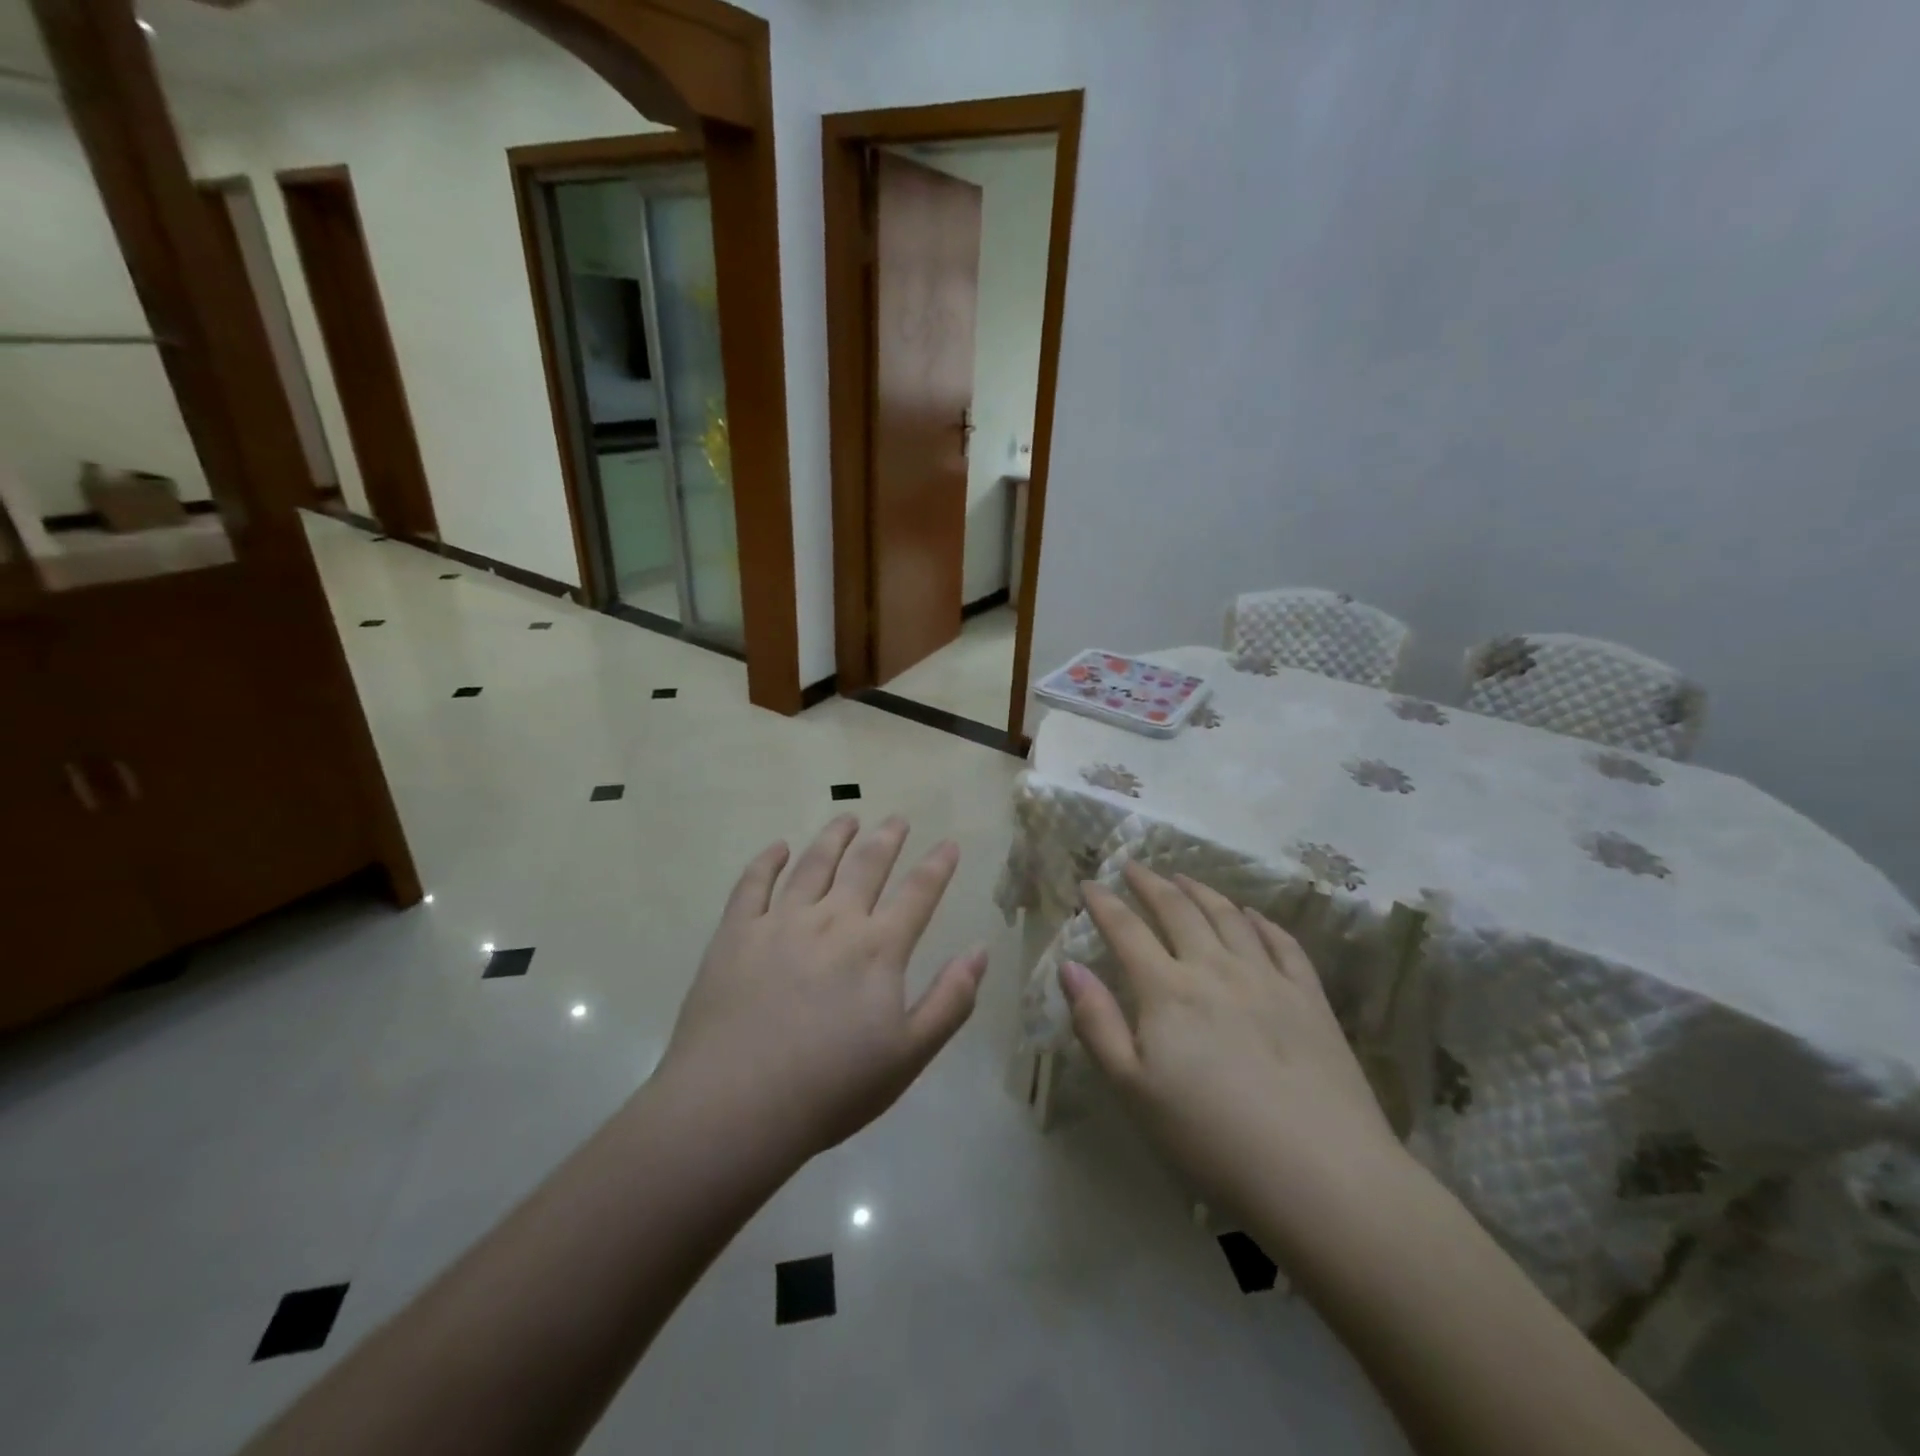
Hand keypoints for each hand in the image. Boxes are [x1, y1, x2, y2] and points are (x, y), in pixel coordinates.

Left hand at [657, 816, 987, 1160]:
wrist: (736, 1105)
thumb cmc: (831, 1088)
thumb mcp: (909, 1056)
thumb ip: (950, 1000)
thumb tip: (980, 951)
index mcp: (878, 948)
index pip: (918, 893)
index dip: (937, 866)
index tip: (949, 844)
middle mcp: (833, 920)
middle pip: (866, 865)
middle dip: (887, 838)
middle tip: (897, 819)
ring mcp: (780, 922)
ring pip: (814, 863)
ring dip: (834, 837)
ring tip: (847, 818)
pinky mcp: (736, 933)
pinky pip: (753, 883)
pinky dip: (768, 860)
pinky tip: (778, 848)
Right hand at [1060, 864, 1401, 1202]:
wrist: (1320, 1173)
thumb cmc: (1211, 1138)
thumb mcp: (1133, 1089)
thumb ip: (1096, 1023)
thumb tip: (1069, 966)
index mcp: (1168, 991)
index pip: (1127, 931)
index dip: (1104, 903)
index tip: (1089, 882)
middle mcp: (1215, 969)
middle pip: (1178, 911)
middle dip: (1151, 884)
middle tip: (1134, 866)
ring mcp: (1267, 979)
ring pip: (1229, 917)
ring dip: (1202, 892)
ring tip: (1185, 878)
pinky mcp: (1309, 998)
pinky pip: (1282, 943)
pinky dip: (1261, 921)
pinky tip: (1252, 915)